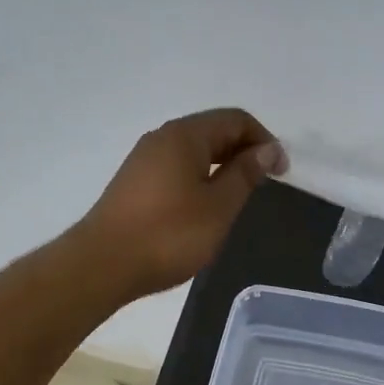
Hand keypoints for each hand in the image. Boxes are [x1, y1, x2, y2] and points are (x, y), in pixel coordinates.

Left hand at [77, 108, 283, 300]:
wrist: (102, 264)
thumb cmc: (169, 234)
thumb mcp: (219, 206)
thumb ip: (245, 174)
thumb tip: (266, 149)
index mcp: (185, 136)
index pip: (235, 120)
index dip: (264, 140)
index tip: (281, 172)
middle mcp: (162, 138)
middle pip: (213, 130)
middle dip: (244, 150)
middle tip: (264, 184)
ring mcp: (144, 159)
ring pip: (194, 150)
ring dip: (222, 165)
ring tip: (238, 197)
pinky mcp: (135, 182)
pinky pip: (177, 167)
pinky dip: (200, 177)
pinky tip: (205, 206)